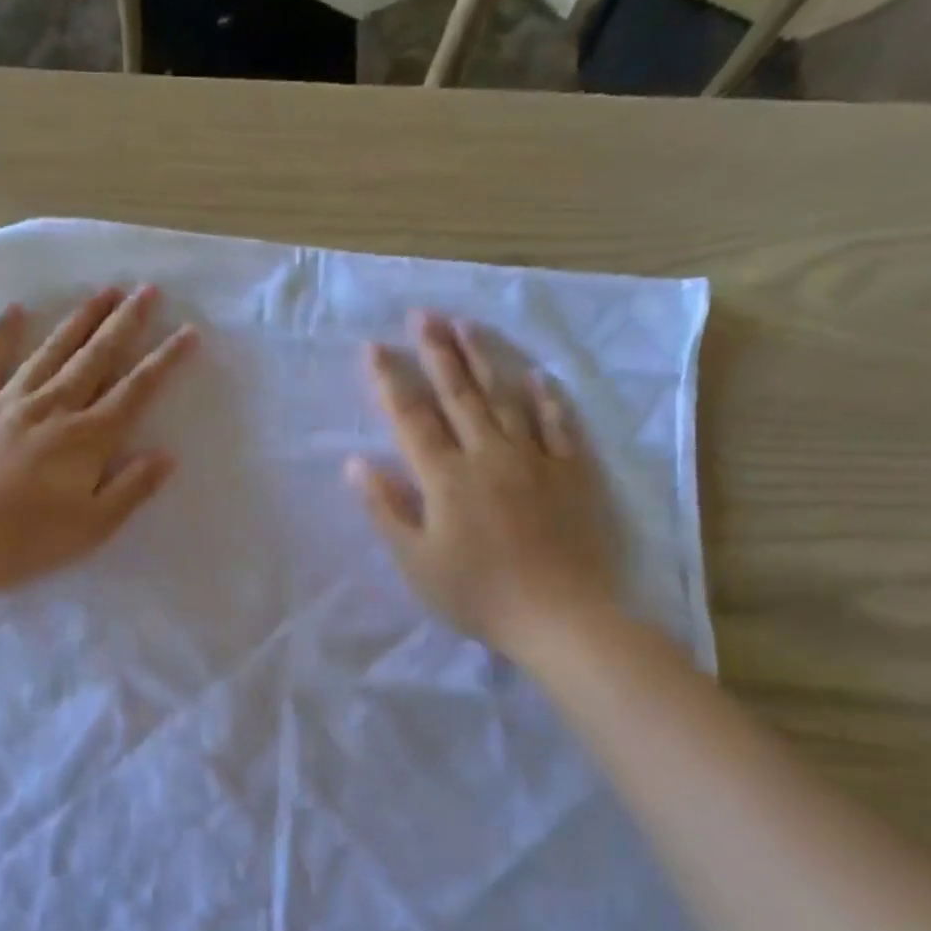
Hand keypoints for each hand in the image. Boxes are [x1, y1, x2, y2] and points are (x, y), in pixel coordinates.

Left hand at [0, 286, 198, 592]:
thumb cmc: (28, 539)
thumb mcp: (93, 526)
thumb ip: (132, 487)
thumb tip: (167, 454)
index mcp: (88, 438)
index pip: (135, 391)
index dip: (165, 360)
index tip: (188, 331)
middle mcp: (54, 407)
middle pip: (97, 357)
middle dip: (125, 322)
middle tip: (147, 289)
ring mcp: (10, 401)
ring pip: (52, 349)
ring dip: (80, 318)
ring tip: (103, 291)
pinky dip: (3, 333)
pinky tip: (16, 309)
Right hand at [348, 311, 617, 670]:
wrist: (562, 616)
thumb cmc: (478, 594)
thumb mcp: (415, 562)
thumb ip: (386, 509)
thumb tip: (357, 464)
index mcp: (446, 477)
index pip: (412, 417)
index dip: (391, 380)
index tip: (374, 347)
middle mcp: (489, 454)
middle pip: (459, 394)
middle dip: (437, 352)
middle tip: (422, 314)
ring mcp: (535, 459)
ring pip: (506, 397)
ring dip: (484, 359)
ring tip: (467, 325)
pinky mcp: (573, 472)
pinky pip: (559, 424)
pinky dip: (546, 398)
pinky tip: (538, 376)